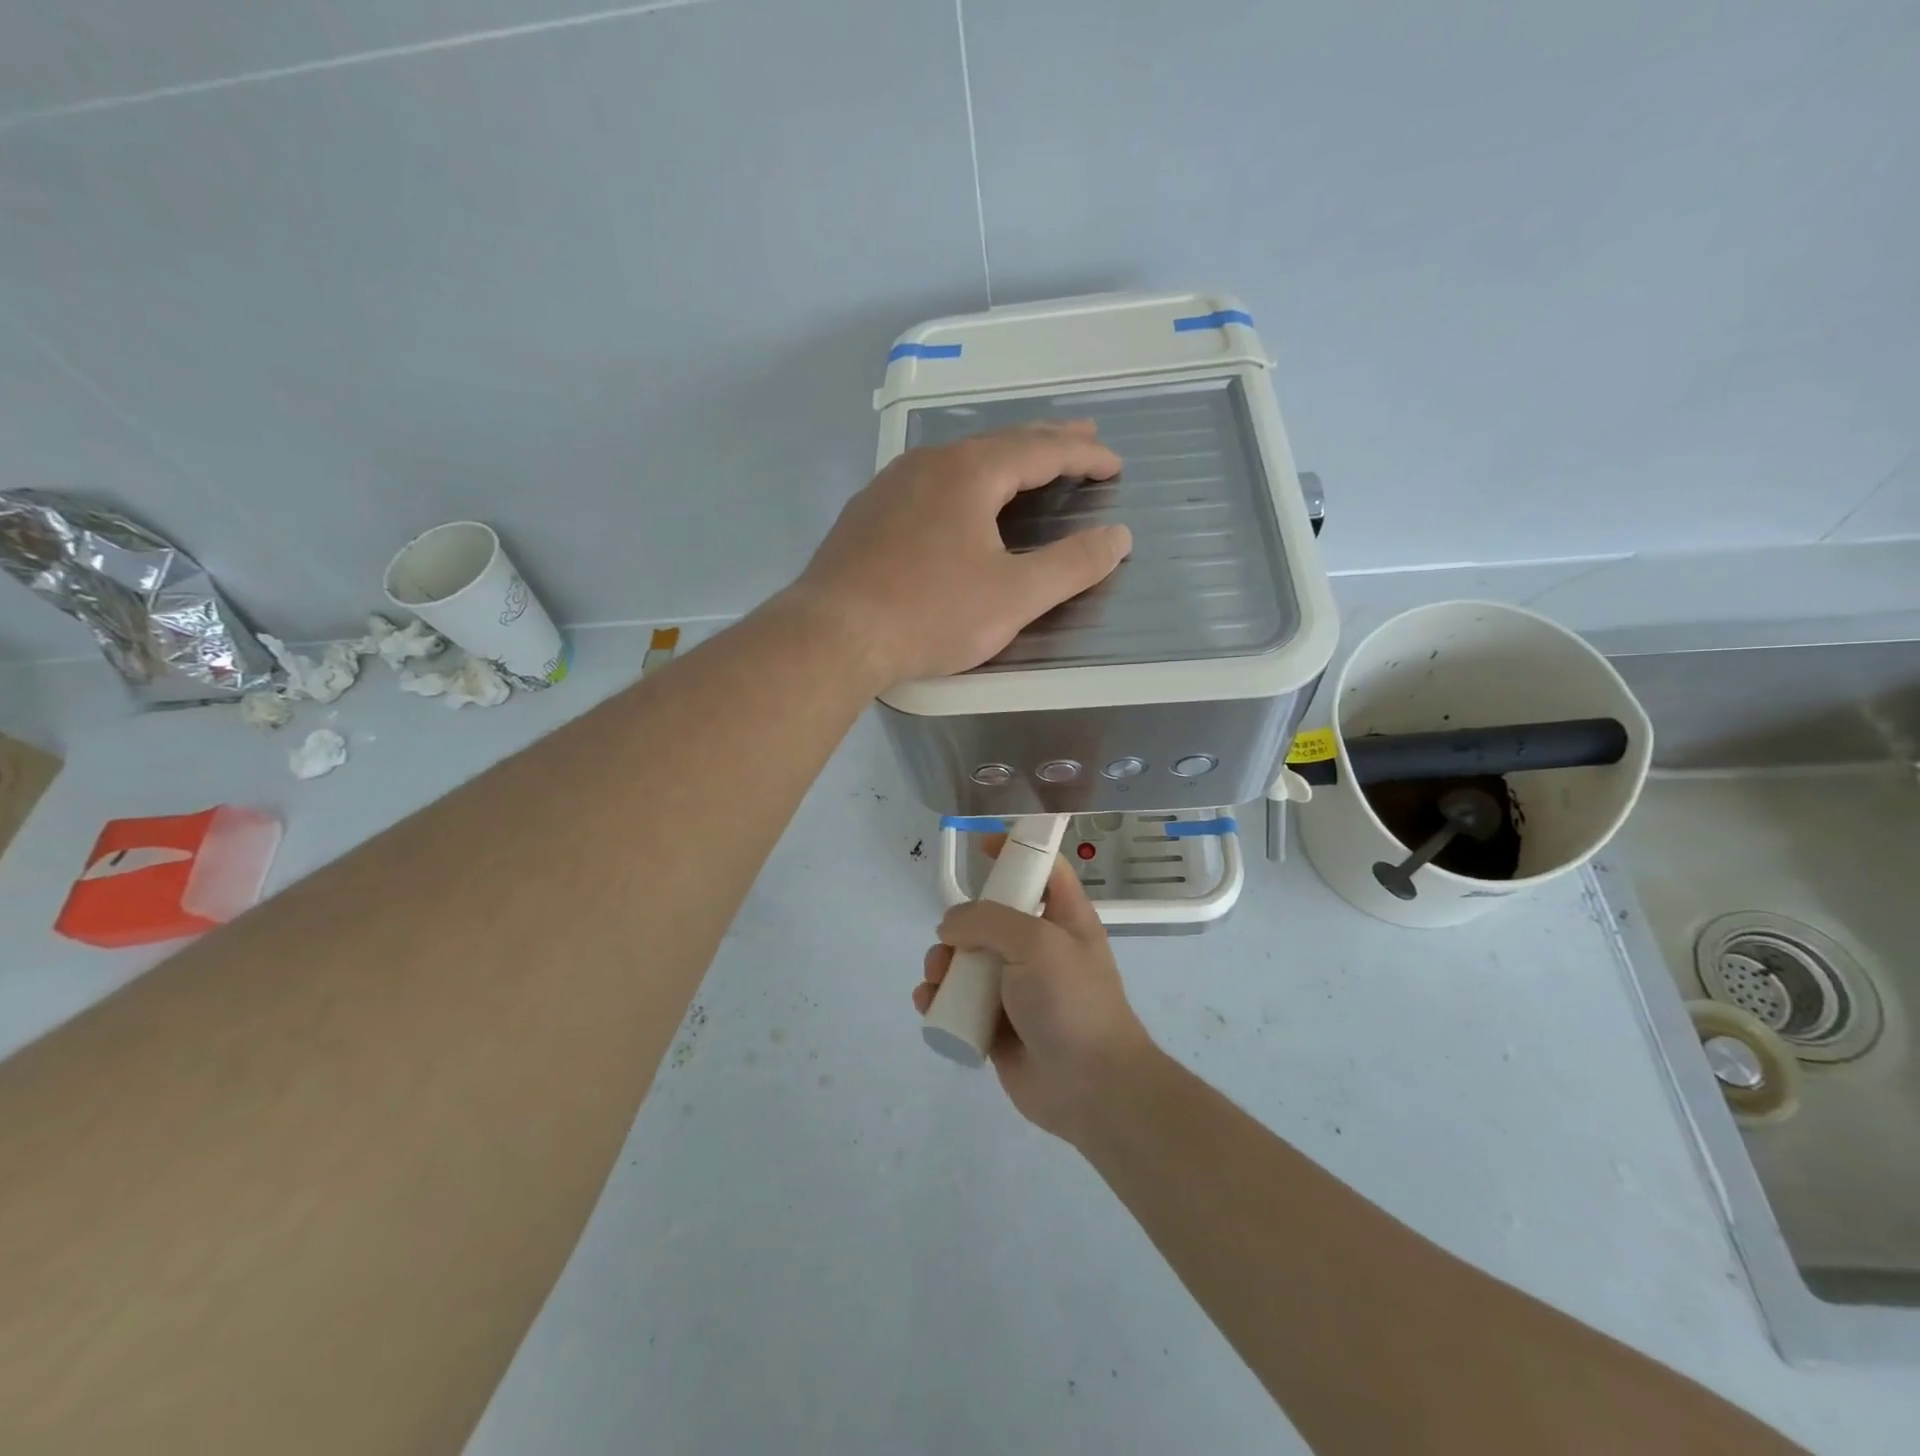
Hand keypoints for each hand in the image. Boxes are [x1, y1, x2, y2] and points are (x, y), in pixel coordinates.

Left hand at [788, 421, 1129, 687]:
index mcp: (969, 472)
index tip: (1114, 465)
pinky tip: (958, 501)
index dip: (1083, 456)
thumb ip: (1071, 565)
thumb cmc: (930, 614)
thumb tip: (1118, 537)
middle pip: (999, 443)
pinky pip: (928, 483)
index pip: (1040, 450)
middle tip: (1083, 438)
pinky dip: (963, 483)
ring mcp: (890, 485)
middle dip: (1047, 442)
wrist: (832, 634)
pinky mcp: (866, 514)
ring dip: (1001, 459)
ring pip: (958, 460)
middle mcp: (927, 464)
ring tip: (1027, 466)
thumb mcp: (1013, 596)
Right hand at [915, 848, 1156, 1141]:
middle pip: (989, 916)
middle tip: (949, 941)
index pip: (1043, 868)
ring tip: (938, 981)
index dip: (1017, 850)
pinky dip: (938, 999)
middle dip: (960, 924)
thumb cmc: (1072, 1002)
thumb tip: (951, 926)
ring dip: (942, 964)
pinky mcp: (994, 1023)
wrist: (1088, 1087)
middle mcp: (1038, 948)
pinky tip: (929, 1005)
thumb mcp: (1037, 943)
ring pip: (966, 959)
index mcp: (1063, 918)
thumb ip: (988, 921)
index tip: (981, 847)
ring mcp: (1015, 987)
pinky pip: (958, 1000)